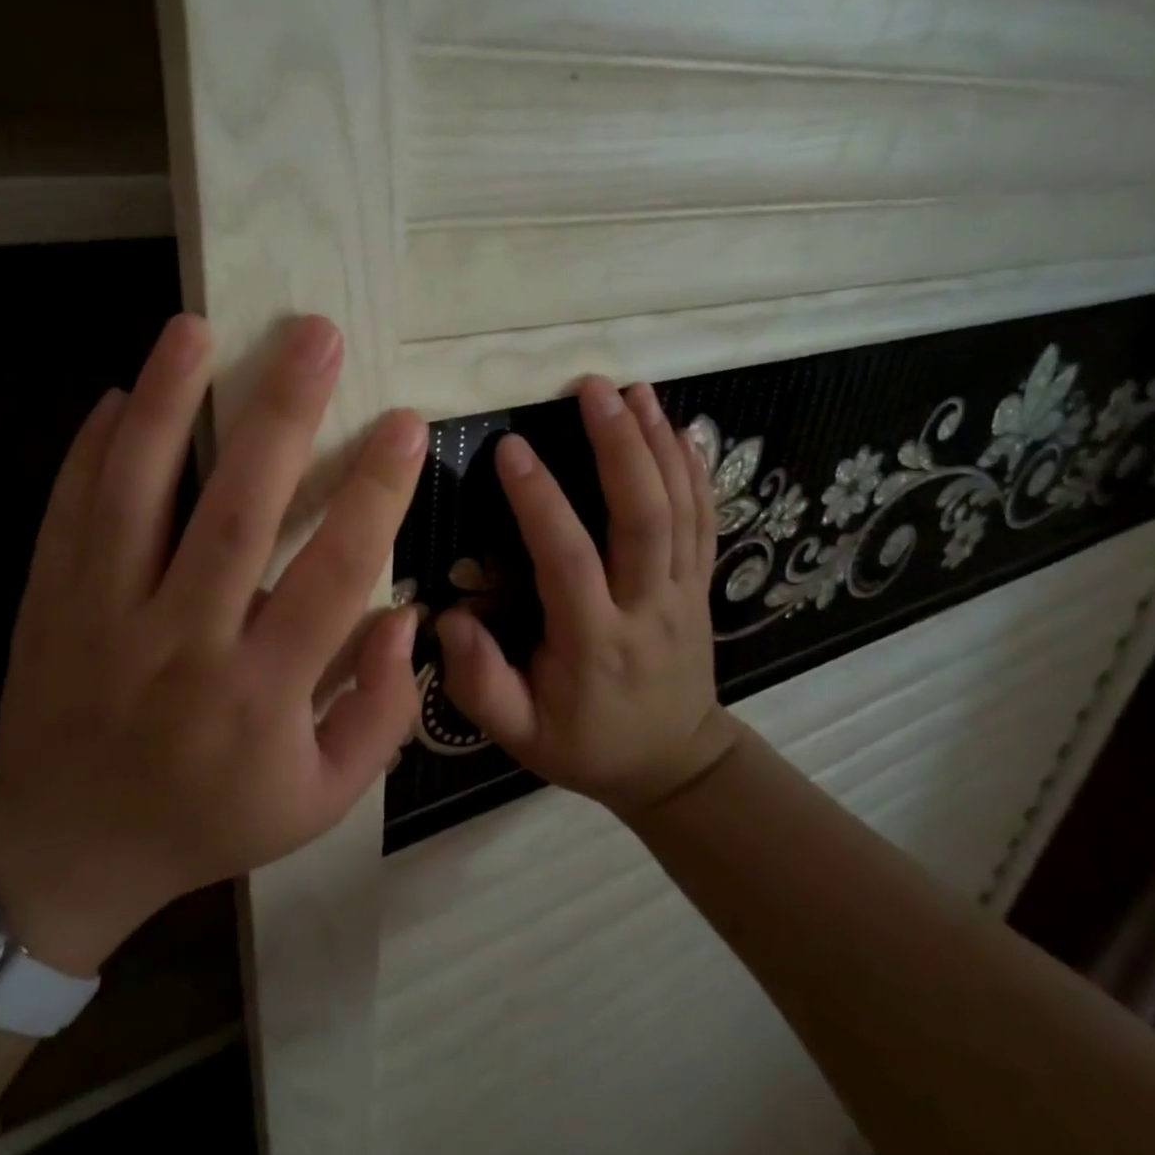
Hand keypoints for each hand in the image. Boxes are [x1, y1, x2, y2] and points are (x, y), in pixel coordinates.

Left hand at [0, 314, 426, 974]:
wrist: (66, 850)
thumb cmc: (208, 820)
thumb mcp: (318, 802)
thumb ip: (378, 714)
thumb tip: (406, 615)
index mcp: (259, 693)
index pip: (333, 575)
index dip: (375, 493)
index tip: (405, 424)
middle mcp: (182, 642)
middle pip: (236, 512)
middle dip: (282, 415)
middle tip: (316, 336)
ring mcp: (103, 616)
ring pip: (136, 493)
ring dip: (170, 403)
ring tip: (197, 328)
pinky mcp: (50, 602)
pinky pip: (70, 511)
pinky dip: (93, 447)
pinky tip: (125, 392)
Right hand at [438, 378, 738, 815]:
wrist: (674, 764)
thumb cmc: (586, 744)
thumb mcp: (520, 735)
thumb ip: (480, 683)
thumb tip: (449, 618)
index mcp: (594, 641)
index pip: (568, 559)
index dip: (540, 500)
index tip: (511, 447)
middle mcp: (647, 607)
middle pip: (643, 517)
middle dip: (619, 446)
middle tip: (592, 390)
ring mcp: (684, 592)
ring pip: (681, 508)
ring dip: (658, 443)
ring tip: (634, 390)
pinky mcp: (702, 584)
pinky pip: (706, 520)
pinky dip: (695, 470)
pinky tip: (680, 429)